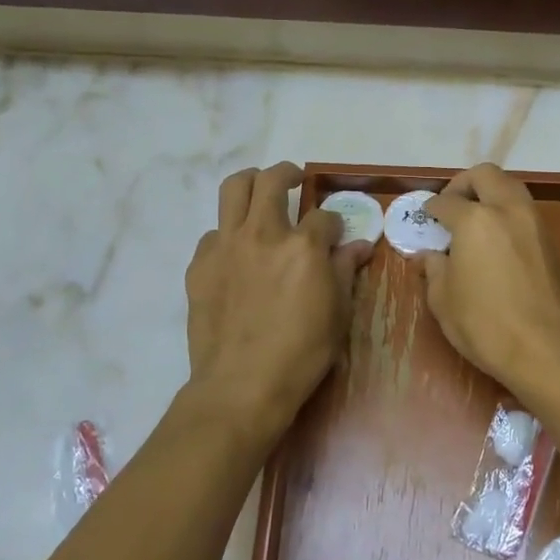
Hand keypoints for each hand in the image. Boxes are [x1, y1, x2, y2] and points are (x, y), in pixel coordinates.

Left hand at [185, 163, 370, 440]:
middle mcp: (263, 234)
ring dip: (250, 184)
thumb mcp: (337, 315)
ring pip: (233, 189)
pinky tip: (236, 254)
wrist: (241, 385)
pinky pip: (213, 233)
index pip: (323, 217)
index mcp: (303, 246)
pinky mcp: (199, 264)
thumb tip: (359, 246)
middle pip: (271, 180)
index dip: (334, 224)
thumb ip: (345, 272)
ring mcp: (226, 246)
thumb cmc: (301, 354)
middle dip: (287, 174)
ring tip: (259, 194)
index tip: (335, 235)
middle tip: (293, 181)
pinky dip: (228, 234)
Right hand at [421, 164, 559, 392]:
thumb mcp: (444, 301)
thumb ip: (434, 270)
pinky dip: (509, 216)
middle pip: (486, 175)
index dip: (431, 208)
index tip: (426, 217)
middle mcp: (508, 210)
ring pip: (513, 189)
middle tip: (452, 205)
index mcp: (475, 220)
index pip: (446, 201)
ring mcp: (537, 224)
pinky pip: (527, 214)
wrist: (549, 350)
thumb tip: (429, 256)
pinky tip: (498, 243)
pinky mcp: (555, 244)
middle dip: (465, 183)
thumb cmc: (486, 325)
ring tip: (476, 222)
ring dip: (492, 195)